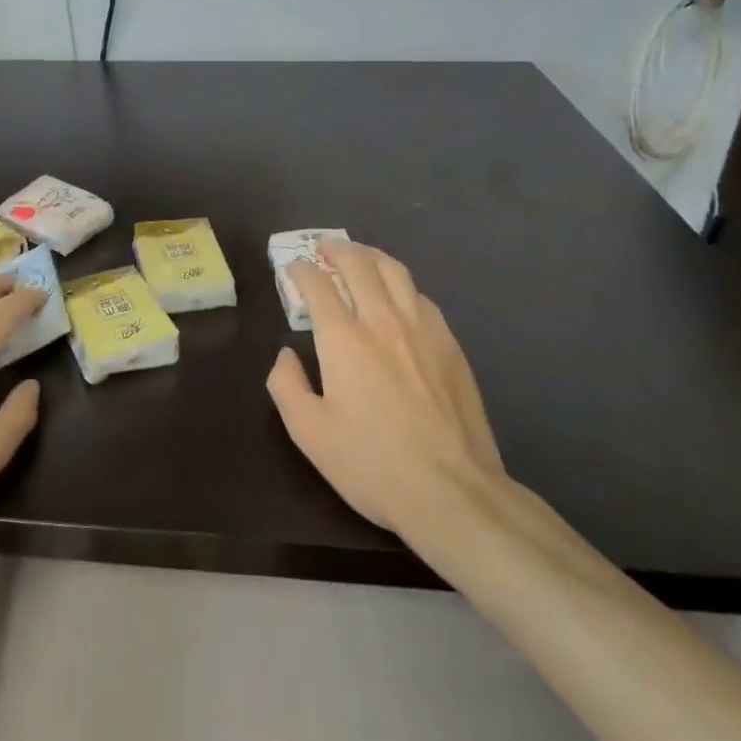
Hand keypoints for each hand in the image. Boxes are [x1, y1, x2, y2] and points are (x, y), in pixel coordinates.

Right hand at [266, 241, 506, 552]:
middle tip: (324, 247)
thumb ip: (286, 385)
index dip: (301, 270)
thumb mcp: (309, 433)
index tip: (293, 269)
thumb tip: (286, 355)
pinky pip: (422, 297)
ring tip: (360, 256)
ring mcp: (423, 330)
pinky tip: (399, 296)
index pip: (318, 285)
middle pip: (359, 264)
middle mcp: (383, 322)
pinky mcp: (451, 347)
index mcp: (344, 339)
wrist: (454, 494)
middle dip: (336, 249)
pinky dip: (402, 285)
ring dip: (372, 256)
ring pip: (396, 272)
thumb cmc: (373, 464)